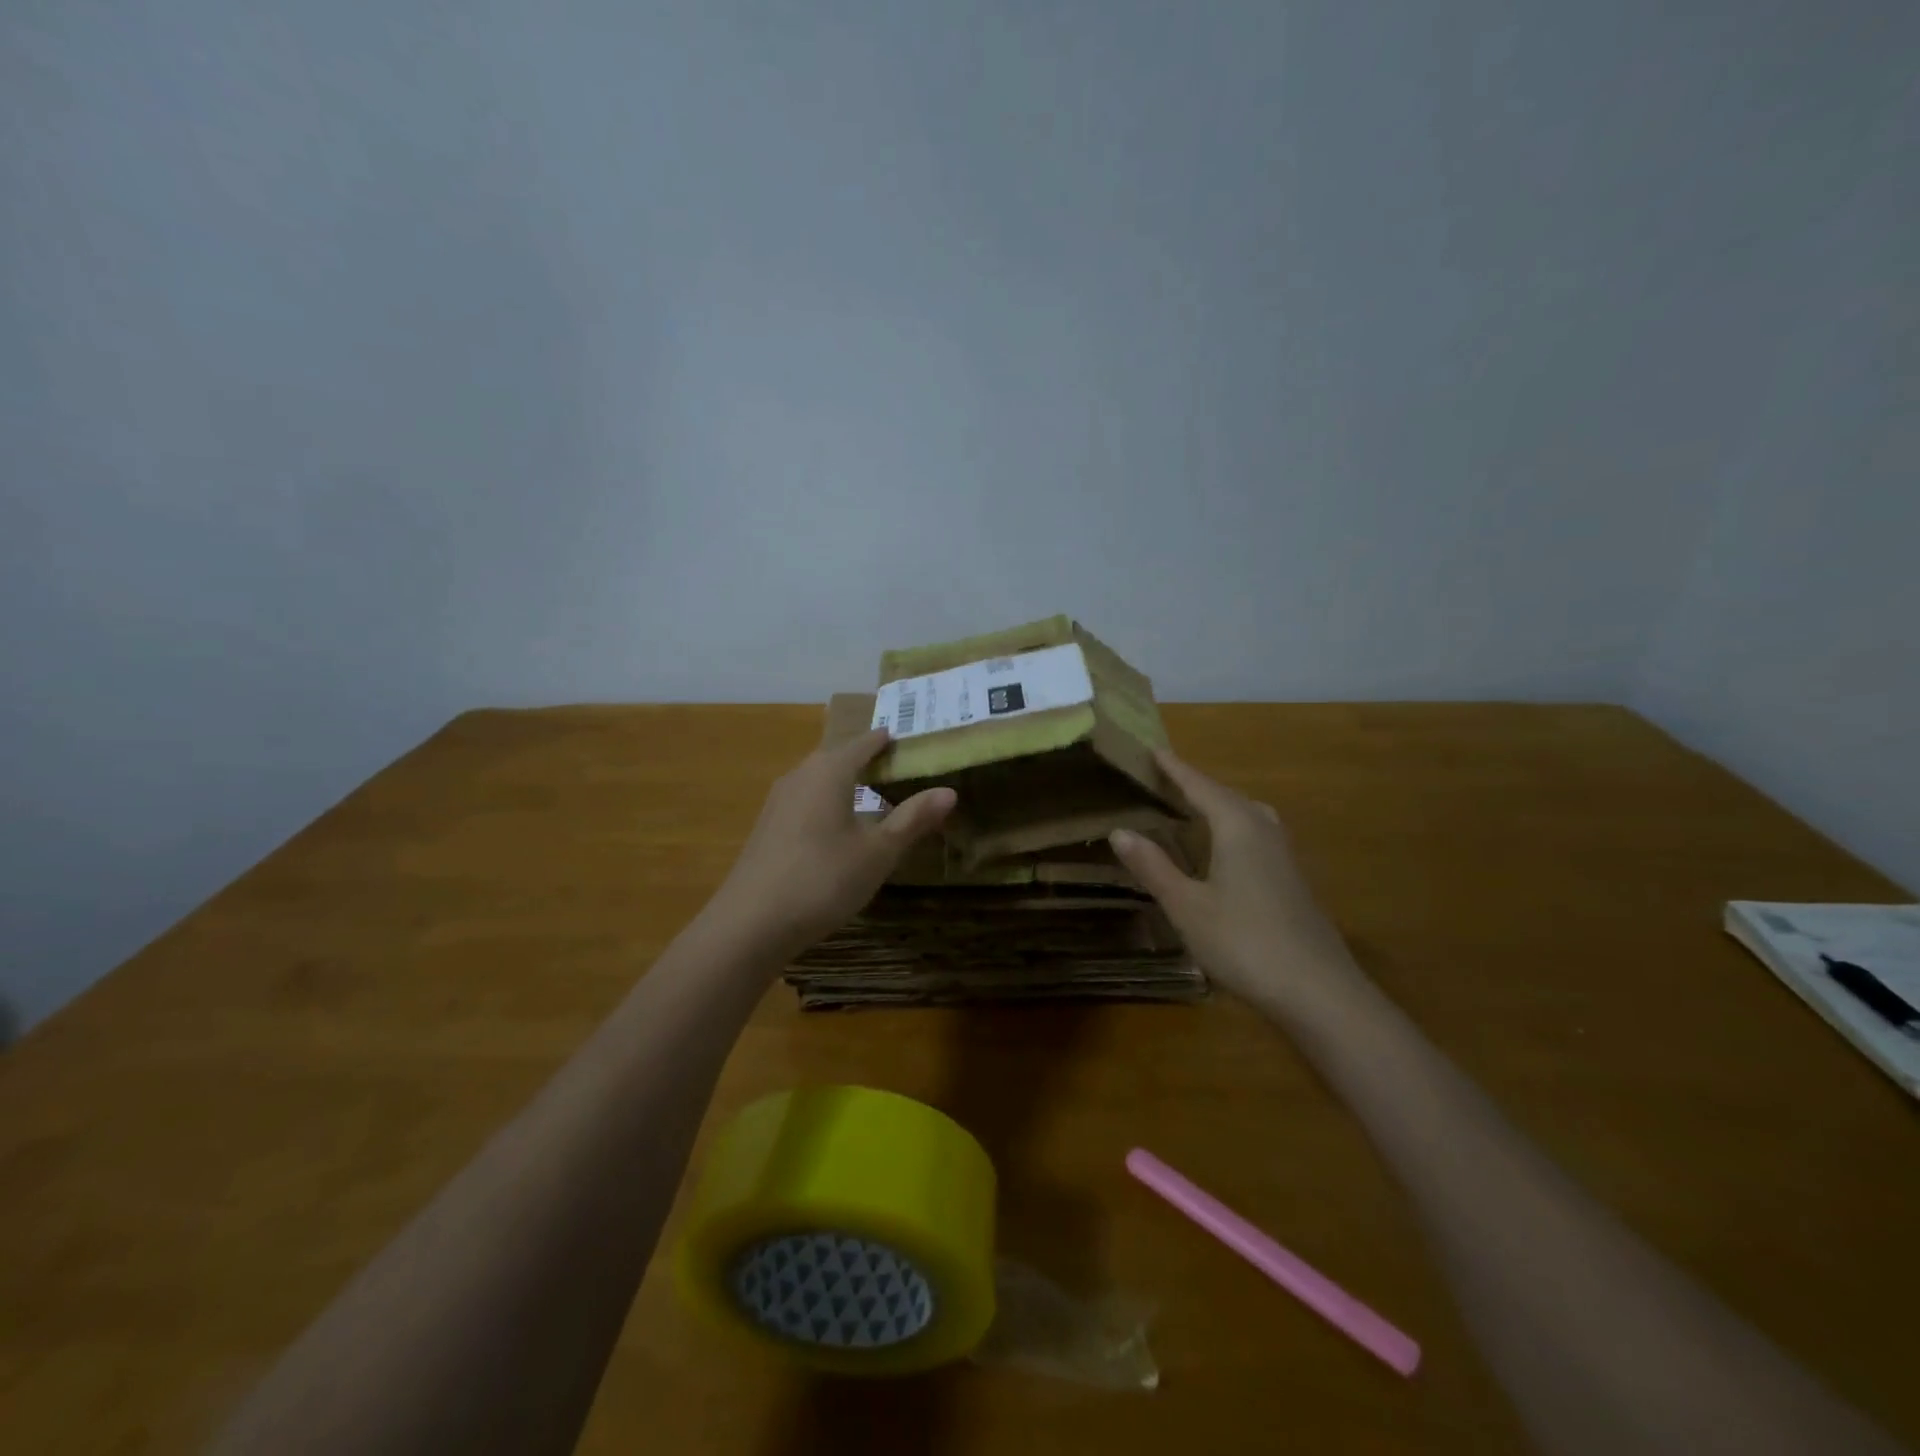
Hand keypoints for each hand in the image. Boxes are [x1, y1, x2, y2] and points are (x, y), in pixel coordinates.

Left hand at [700, 728, 956, 962]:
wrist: (750, 924)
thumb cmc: (823, 880)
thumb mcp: (878, 852)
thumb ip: (912, 819)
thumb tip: (949, 791)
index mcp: (830, 771)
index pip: (864, 742)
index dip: (886, 740)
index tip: (907, 740)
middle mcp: (800, 776)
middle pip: (838, 756)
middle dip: (866, 758)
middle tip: (897, 767)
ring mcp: (778, 801)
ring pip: (818, 778)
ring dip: (844, 780)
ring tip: (871, 793)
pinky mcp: (767, 827)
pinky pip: (804, 799)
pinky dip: (827, 801)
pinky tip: (836, 826)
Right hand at [1109, 750, 1362, 1009]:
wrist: (1319, 991)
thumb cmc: (1244, 942)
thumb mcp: (1187, 906)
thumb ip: (1153, 866)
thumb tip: (1120, 830)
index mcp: (1237, 827)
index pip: (1200, 786)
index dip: (1176, 769)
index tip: (1154, 750)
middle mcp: (1264, 831)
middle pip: (1227, 796)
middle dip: (1197, 785)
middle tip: (1168, 779)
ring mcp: (1284, 856)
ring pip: (1248, 815)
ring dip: (1220, 806)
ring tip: (1196, 809)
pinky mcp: (1293, 881)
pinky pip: (1258, 836)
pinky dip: (1234, 829)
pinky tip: (1226, 852)